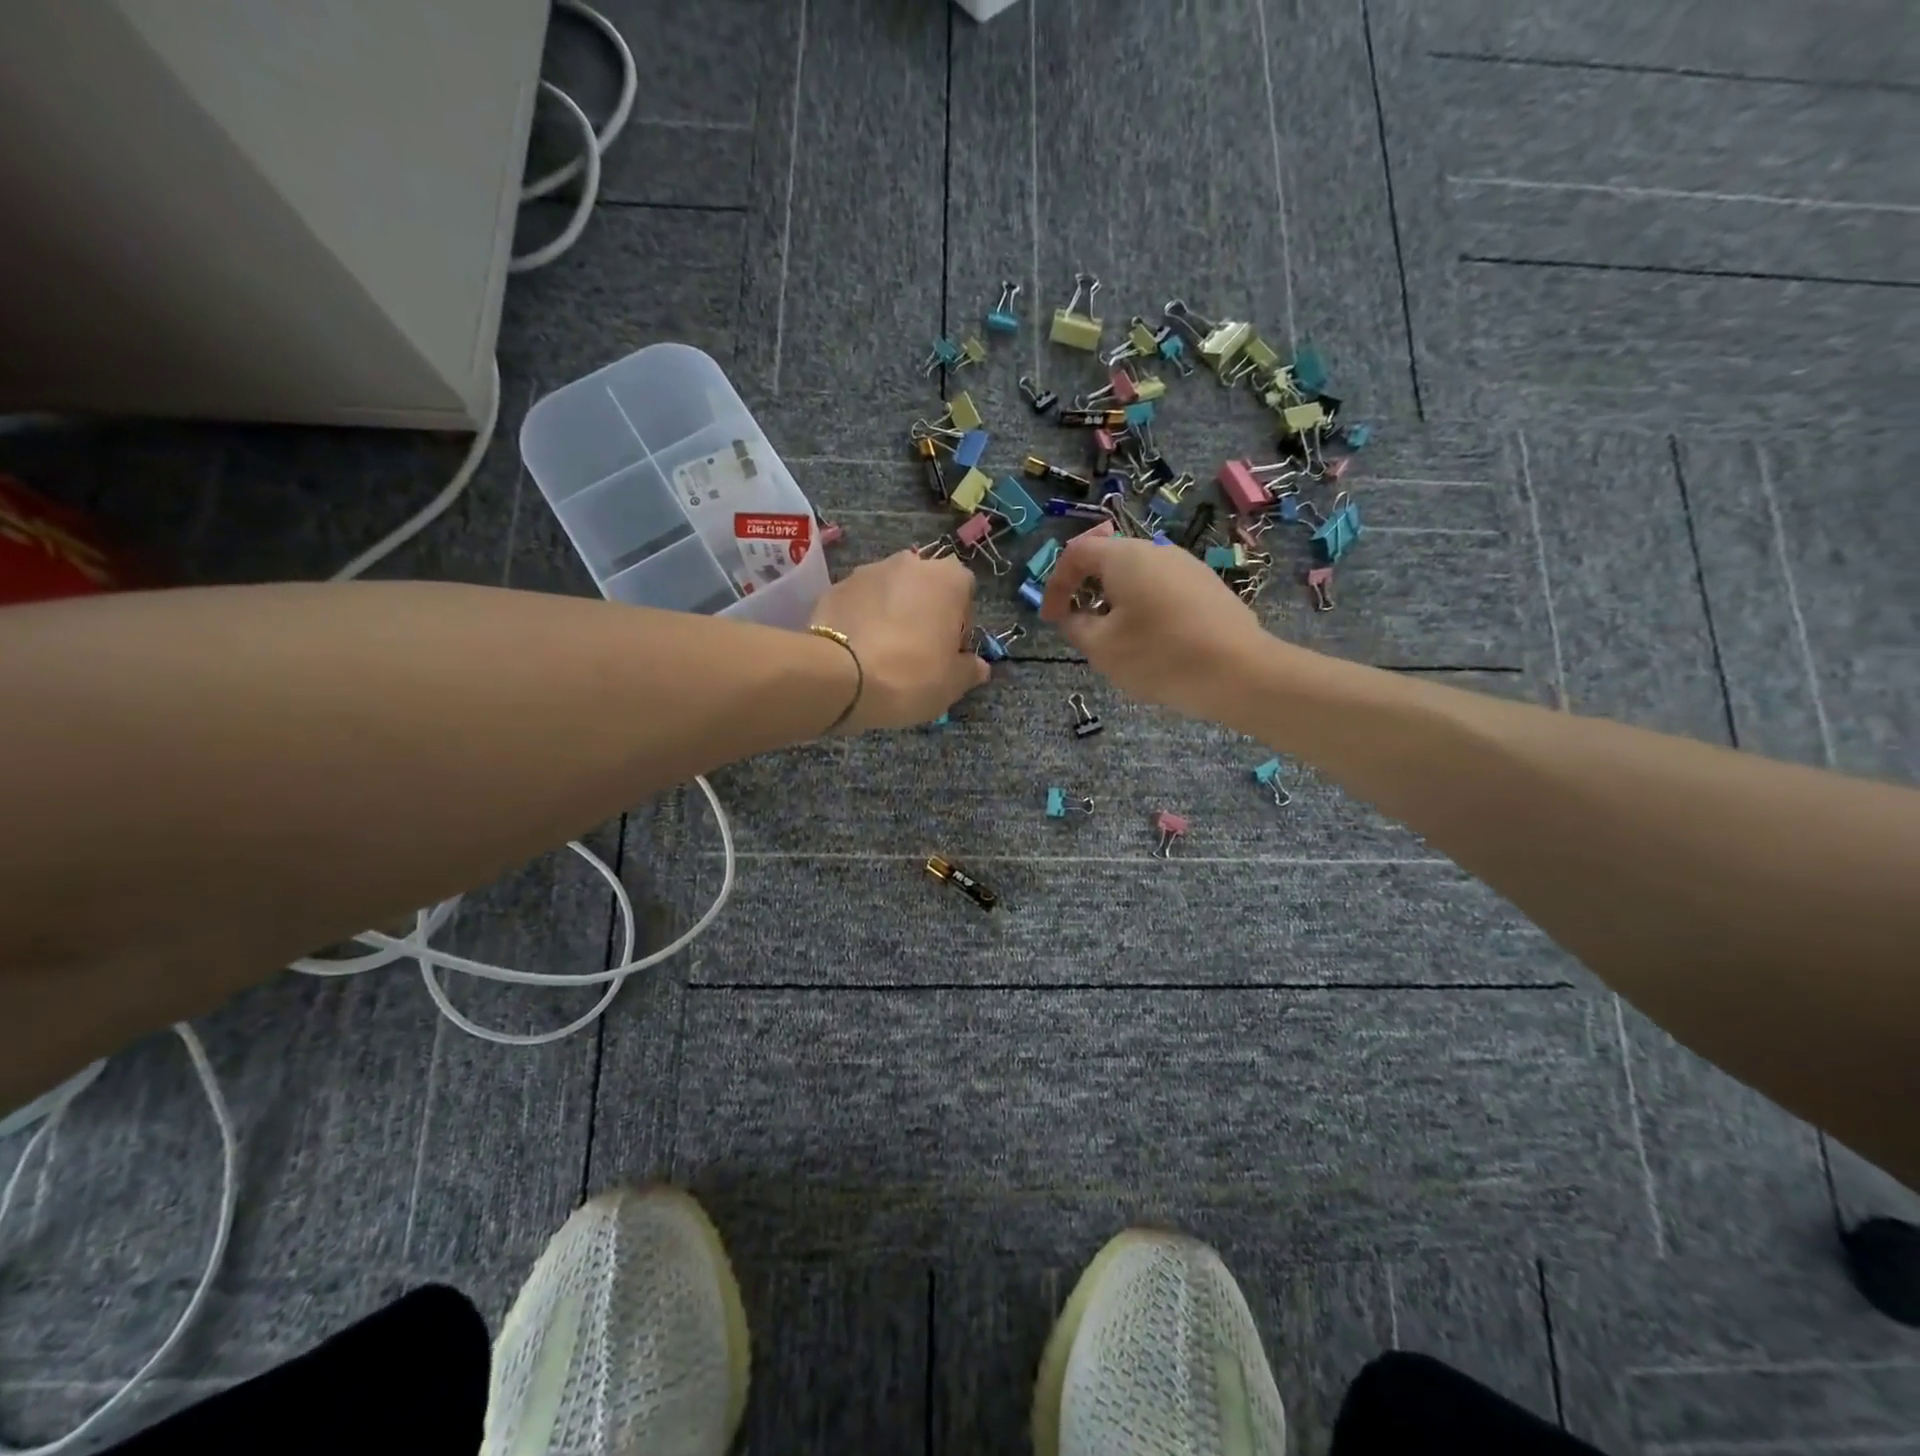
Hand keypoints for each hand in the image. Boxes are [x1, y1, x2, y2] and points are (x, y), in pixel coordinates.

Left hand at [810, 550, 989, 730]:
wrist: (839, 677)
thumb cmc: (911, 676)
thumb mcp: (952, 683)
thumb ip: (970, 670)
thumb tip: (978, 666)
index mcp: (948, 578)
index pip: (965, 593)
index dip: (959, 625)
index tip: (949, 653)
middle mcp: (909, 563)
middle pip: (925, 589)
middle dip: (924, 614)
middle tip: (917, 653)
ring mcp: (867, 571)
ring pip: (889, 593)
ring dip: (891, 614)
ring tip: (882, 653)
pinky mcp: (834, 587)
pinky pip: (858, 603)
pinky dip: (861, 620)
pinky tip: (856, 651)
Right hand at [1039, 535, 1272, 719]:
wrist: (1240, 673)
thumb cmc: (1159, 656)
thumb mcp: (1102, 648)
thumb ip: (1076, 626)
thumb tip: (1073, 615)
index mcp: (1126, 557)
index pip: (1077, 553)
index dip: (1055, 584)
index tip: (1050, 618)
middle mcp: (1158, 551)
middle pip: (1109, 562)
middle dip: (1087, 593)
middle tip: (1080, 628)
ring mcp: (1188, 568)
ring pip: (1138, 578)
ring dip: (1116, 603)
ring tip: (1116, 641)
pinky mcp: (1209, 589)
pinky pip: (1163, 591)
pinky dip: (1144, 610)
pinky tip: (1152, 644)